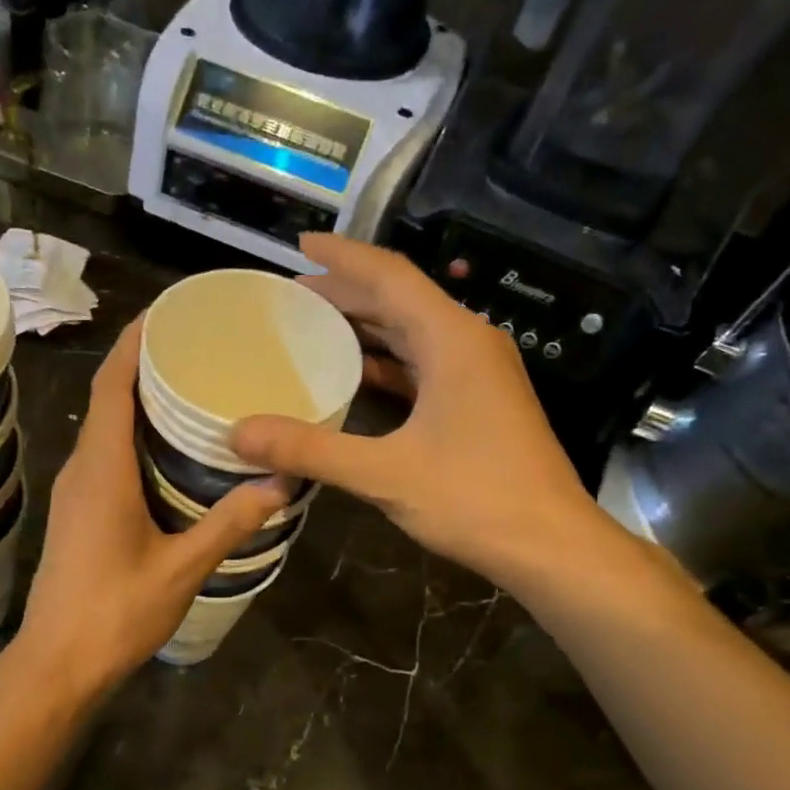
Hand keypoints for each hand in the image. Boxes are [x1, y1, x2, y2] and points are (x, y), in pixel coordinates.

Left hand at [11, 317, 289, 698]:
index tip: (169, 311)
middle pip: (108, 397)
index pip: (113, 384)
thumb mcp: (182, 569)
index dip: (135, 341)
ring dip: (139, 399)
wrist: (56, 664)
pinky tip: (170, 448)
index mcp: (102, 468)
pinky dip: (133, 434)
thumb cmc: (115, 613)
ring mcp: (75, 491)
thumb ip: (230, 523)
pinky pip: (105, 454)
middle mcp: (82, 468)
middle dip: (145, 363)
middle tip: (200, 345)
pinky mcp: (77, 513)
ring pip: (105, 427)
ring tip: (192, 385)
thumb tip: (282, 482)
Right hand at [231, 235, 611, 589]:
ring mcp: (478, 373)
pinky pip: (424, 364)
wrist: (550, 545)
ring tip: (313, 326)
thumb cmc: (475, 499)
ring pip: (413, 332)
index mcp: (452, 339)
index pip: (390, 276)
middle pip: (400, 300)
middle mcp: (469, 343)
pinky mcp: (479, 402)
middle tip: (291, 295)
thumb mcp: (384, 473)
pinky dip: (386, 362)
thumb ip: (309, 449)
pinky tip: (354, 375)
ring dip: (365, 326)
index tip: (300, 244)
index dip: (343, 256)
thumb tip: (239, 433)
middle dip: (346, 292)